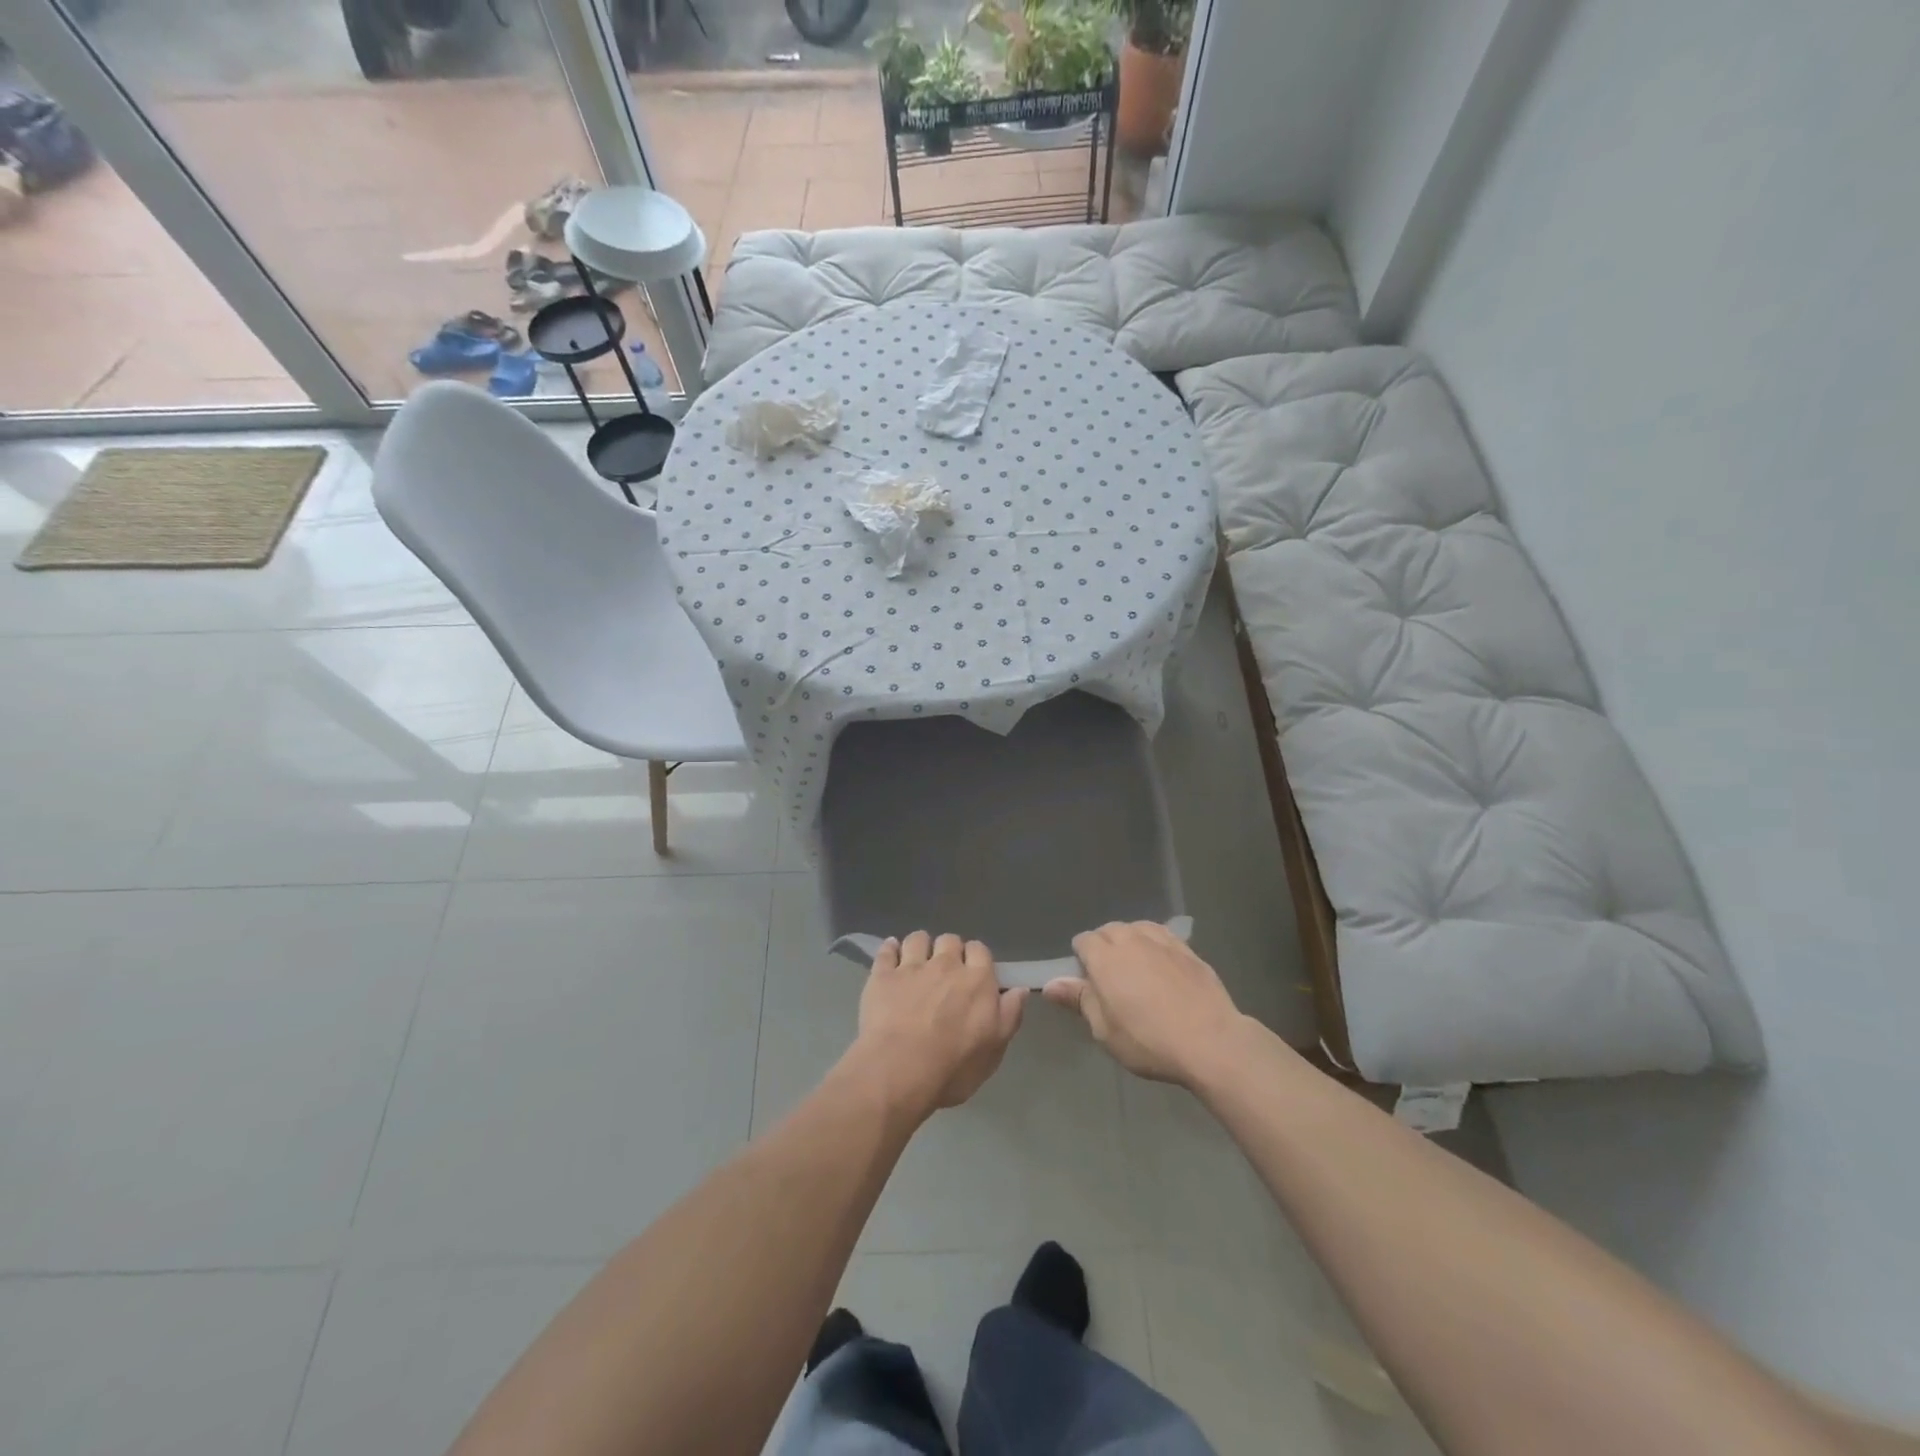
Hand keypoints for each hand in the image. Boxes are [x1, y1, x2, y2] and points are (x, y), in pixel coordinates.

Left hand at [846, 932, 1026, 1121]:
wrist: (899, 1071)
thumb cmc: (953, 1067)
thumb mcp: (994, 1050)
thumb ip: (1009, 1015)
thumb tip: (1019, 990)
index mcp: (977, 980)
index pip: (980, 950)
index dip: (976, 958)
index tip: (972, 973)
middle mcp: (945, 964)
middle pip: (950, 940)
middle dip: (949, 950)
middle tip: (945, 972)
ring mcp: (911, 967)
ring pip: (918, 939)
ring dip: (920, 946)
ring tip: (917, 961)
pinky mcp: (882, 975)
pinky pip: (886, 950)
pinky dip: (889, 949)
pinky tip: (890, 954)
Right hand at [1045, 922, 1243, 1086]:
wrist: (1211, 1041)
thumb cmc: (1148, 1040)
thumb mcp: (1104, 1030)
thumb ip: (1079, 1000)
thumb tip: (1050, 984)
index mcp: (1105, 956)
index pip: (1083, 941)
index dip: (1081, 958)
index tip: (1087, 982)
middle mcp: (1131, 939)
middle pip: (1109, 930)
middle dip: (1105, 946)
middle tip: (1111, 979)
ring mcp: (1162, 940)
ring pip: (1137, 928)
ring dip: (1130, 941)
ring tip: (1136, 968)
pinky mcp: (1188, 949)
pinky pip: (1162, 935)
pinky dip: (1155, 944)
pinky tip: (1161, 964)